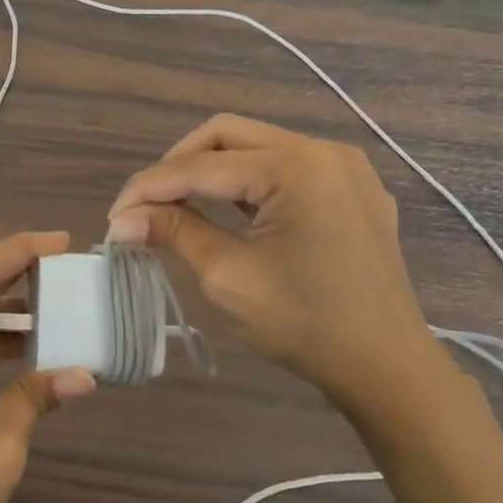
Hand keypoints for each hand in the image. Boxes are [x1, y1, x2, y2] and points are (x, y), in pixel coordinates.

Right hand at [106, 115, 459, 431]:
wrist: (388, 367)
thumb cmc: (306, 325)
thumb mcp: (229, 277)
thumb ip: (176, 232)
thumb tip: (123, 220)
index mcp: (294, 167)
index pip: (200, 166)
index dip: (149, 189)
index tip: (114, 218)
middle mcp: (322, 150)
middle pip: (227, 135)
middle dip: (177, 165)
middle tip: (145, 206)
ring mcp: (345, 167)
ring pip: (257, 146)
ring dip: (211, 170)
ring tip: (176, 205)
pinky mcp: (354, 188)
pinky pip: (288, 167)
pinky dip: (248, 182)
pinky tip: (228, 209)